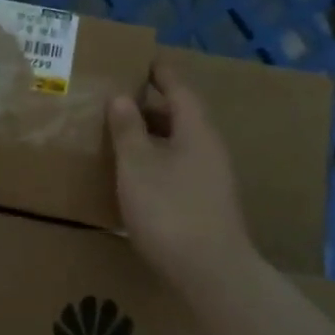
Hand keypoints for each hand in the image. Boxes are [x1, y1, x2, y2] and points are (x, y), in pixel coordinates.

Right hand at [108, 61, 254, 293]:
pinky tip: (139, 176)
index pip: (179, 90)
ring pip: (181, 144)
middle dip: (153, 106)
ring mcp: (213, 179)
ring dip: (155, 136)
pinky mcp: (208, 204)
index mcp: (196, 131)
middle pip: (182, 117)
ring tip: (124, 136)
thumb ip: (128, 130)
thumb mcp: (137, 166)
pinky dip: (159, 160)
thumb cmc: (170, 210)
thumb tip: (121, 97)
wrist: (212, 273)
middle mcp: (210, 150)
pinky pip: (181, 168)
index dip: (161, 74)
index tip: (144, 60)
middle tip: (121, 99)